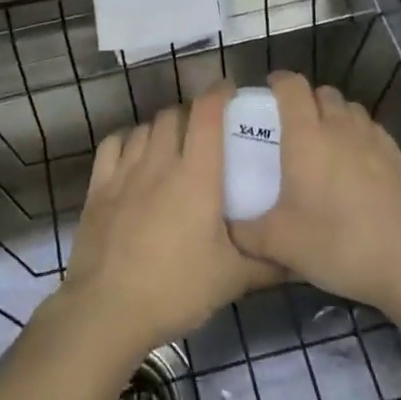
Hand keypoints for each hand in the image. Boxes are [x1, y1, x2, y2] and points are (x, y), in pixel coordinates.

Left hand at [61, 83, 281, 357]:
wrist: (108, 309)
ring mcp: (125, 172)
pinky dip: (128, 140)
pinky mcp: (98, 187)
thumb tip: (302, 256)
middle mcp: (160, 162)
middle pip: (175, 115)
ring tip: (174, 142)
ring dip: (162, 127)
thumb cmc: (176, 288)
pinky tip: (135, 152)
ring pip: (146, 127)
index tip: (231, 90)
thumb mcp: (232, 279)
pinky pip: (113, 144)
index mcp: (196, 175)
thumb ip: (269, 263)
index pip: (207, 114)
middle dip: (192, 113)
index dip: (219, 93)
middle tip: (206, 128)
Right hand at [228, 72, 400, 314]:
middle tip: (294, 126)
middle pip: (323, 92)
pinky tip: (357, 167)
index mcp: (306, 135)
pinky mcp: (399, 158)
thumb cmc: (336, 243)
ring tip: (326, 144)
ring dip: (335, 116)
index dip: (279, 81)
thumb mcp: (279, 243)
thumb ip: (245, 232)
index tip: (268, 91)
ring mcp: (374, 139)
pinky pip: (372, 132)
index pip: (292, 86)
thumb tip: (226, 226)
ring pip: (351, 110)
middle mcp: (340, 127)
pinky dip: (360, 138)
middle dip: (307, 100)